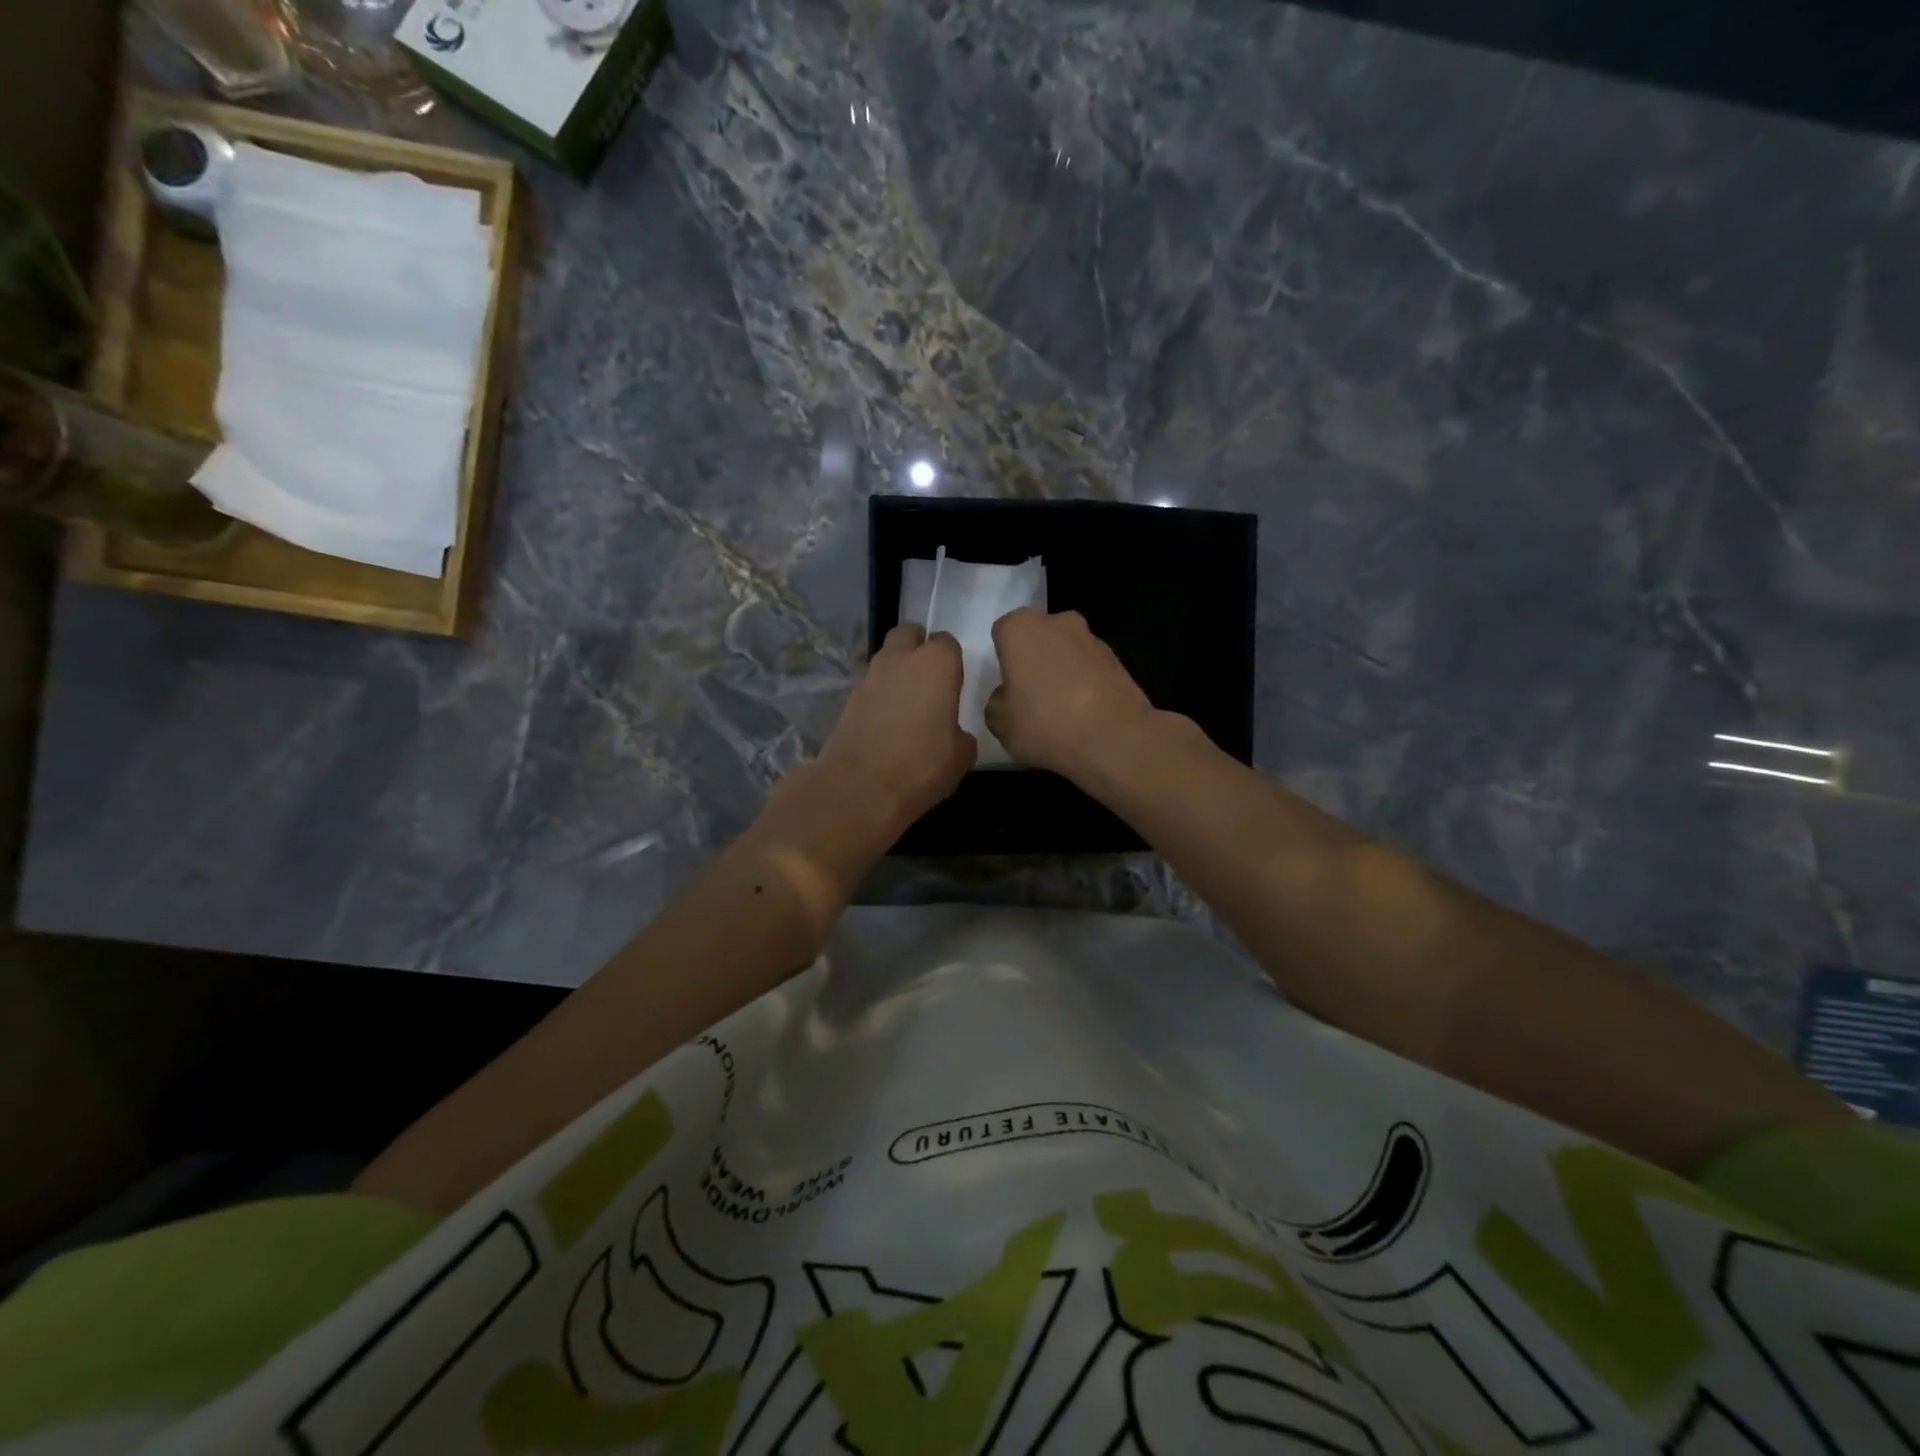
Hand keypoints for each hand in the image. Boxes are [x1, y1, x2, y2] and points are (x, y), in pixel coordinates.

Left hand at [813, 624, 976, 832]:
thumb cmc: (922, 765)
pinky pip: (871, 688)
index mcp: (936, 664)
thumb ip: (961, 734)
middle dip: (918, 648)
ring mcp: (869, 678)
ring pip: (886, 659)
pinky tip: (888, 725)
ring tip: (909, 706)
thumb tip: (953, 733)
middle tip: (930, 679)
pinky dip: (880, 697)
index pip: (947, 643)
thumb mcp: (962, 756)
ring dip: (897, 673)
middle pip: (908, 635)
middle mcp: (900, 660)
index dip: (952, 661)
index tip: (955, 682)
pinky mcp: (848, 700)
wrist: (860, 788)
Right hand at [986, 609, 1159, 779]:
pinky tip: (1084, 715)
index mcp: (1021, 628)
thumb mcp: (1000, 723)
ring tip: (1061, 711)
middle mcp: (1058, 622)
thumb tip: (1009, 697)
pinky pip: (1090, 669)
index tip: (1007, 685)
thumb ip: (997, 703)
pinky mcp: (1118, 660)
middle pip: (1038, 637)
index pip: (1003, 632)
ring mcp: (1092, 639)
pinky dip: (1085, 684)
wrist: (1114, 739)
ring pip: (1066, 652)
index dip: (1003, 659)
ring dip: (1062, 671)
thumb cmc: (1044, 723)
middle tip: (1031, 696)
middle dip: (1034, 659)